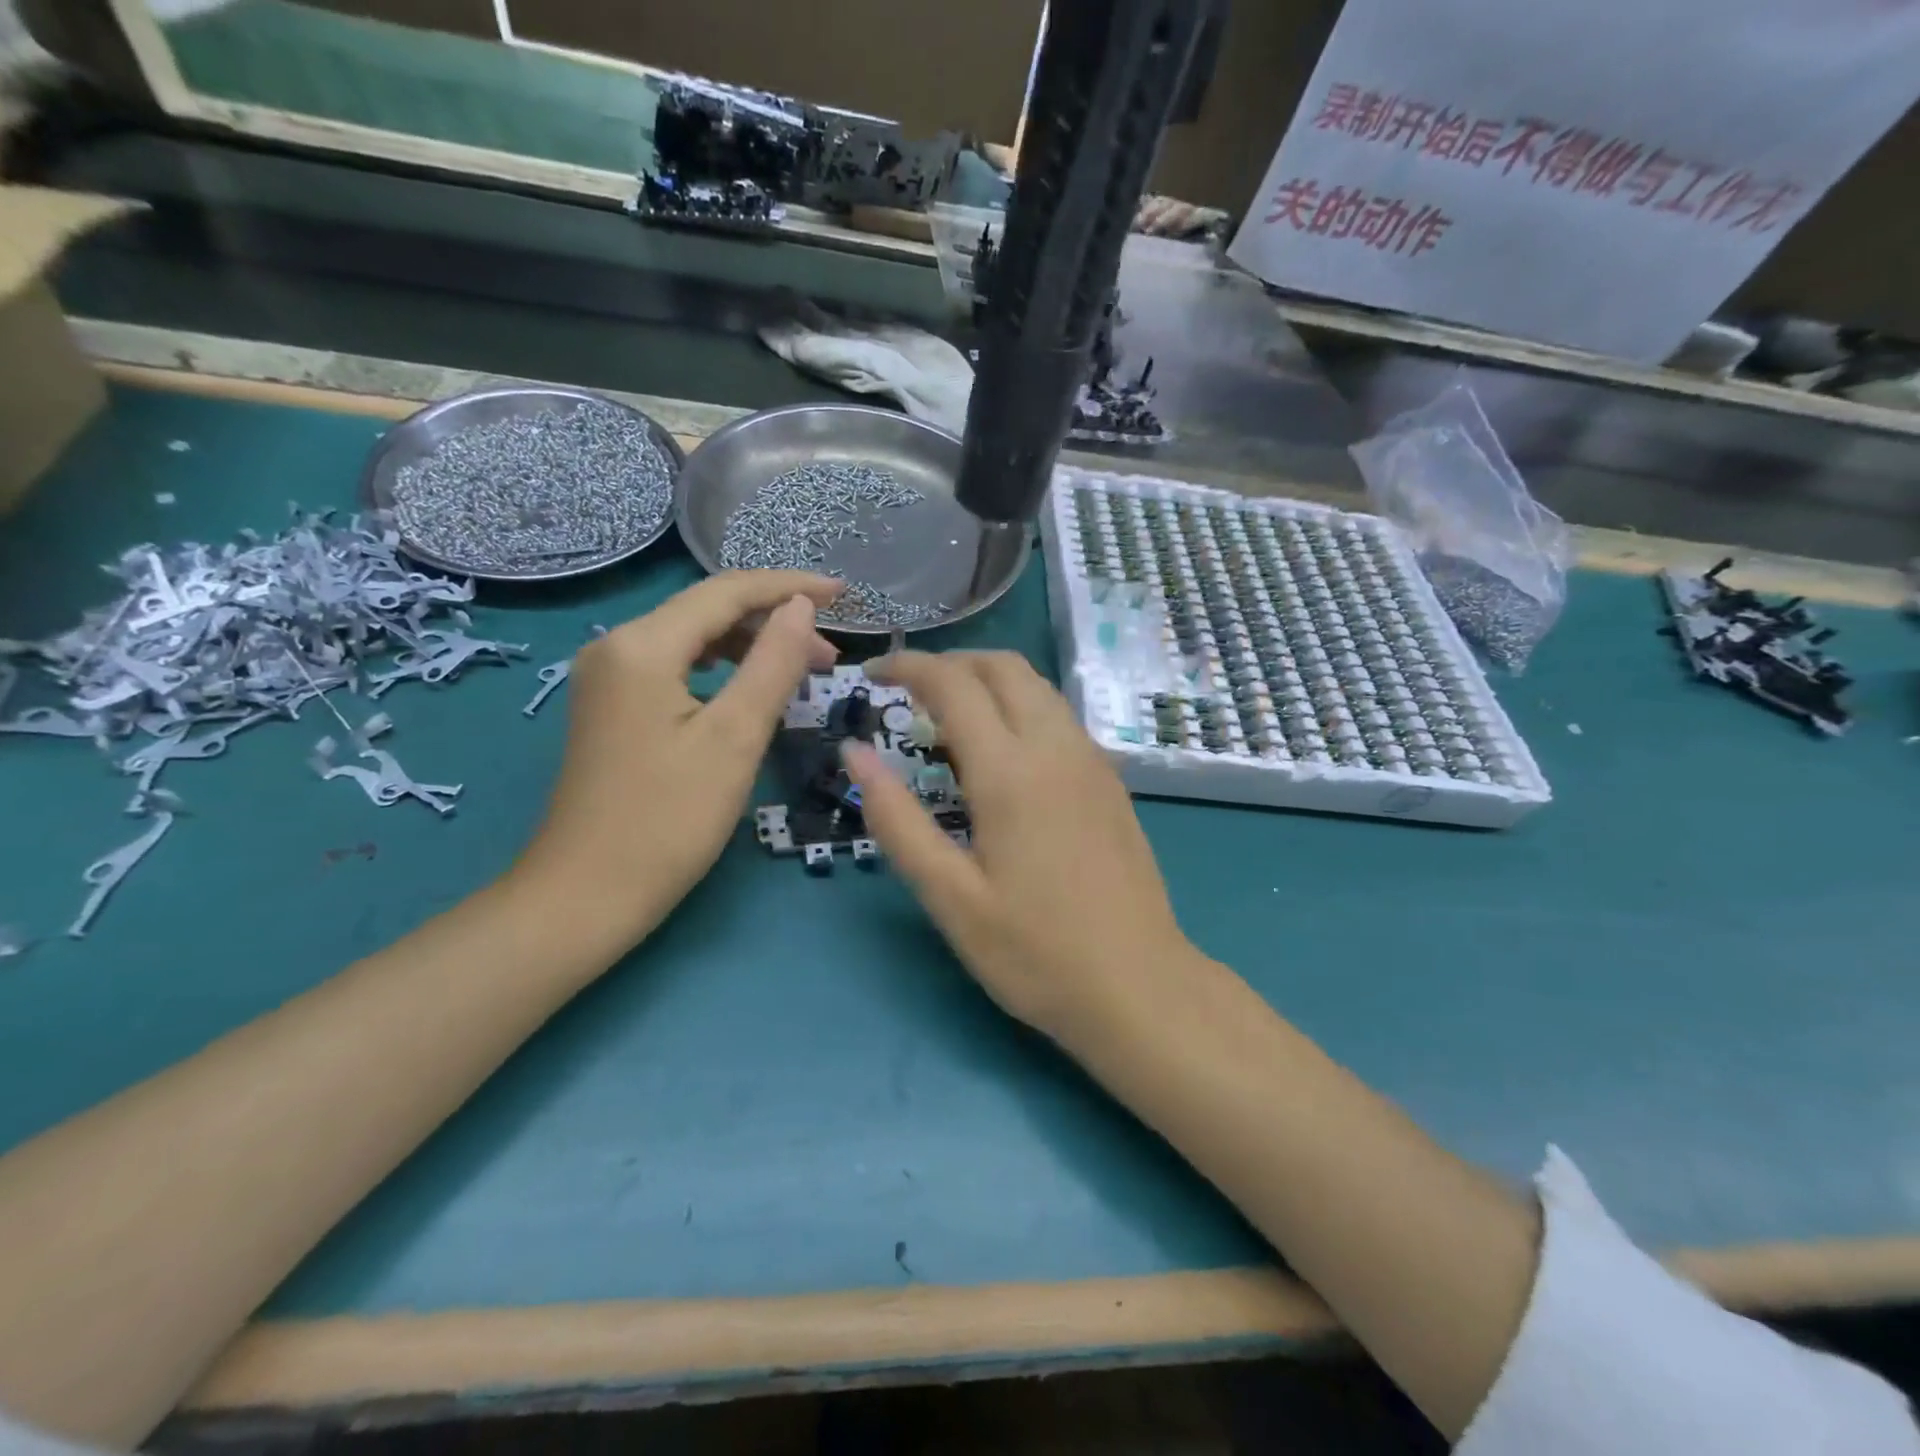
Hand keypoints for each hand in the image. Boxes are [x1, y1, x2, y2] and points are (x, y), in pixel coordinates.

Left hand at [517, 571, 841, 944]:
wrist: (586, 895)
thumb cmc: (668, 820)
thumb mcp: (734, 738)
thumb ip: (772, 663)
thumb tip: (801, 607)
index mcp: (642, 645)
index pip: (727, 592)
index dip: (790, 587)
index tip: (846, 594)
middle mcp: (617, 646)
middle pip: (708, 610)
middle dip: (774, 621)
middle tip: (832, 655)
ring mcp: (608, 677)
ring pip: (693, 638)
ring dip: (751, 646)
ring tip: (803, 671)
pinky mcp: (612, 706)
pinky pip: (677, 667)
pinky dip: (722, 669)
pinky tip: (750, 689)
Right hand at [843, 651, 1196, 1043]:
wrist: (1139, 986)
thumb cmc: (1035, 952)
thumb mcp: (950, 896)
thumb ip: (897, 820)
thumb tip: (855, 755)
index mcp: (1011, 771)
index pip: (953, 684)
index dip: (908, 666)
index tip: (872, 674)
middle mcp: (1056, 748)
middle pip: (1002, 667)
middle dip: (950, 663)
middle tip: (908, 693)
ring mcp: (1091, 761)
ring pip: (1036, 686)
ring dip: (987, 682)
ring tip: (947, 721)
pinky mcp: (1110, 781)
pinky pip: (1058, 716)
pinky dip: (1019, 706)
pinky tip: (1001, 754)